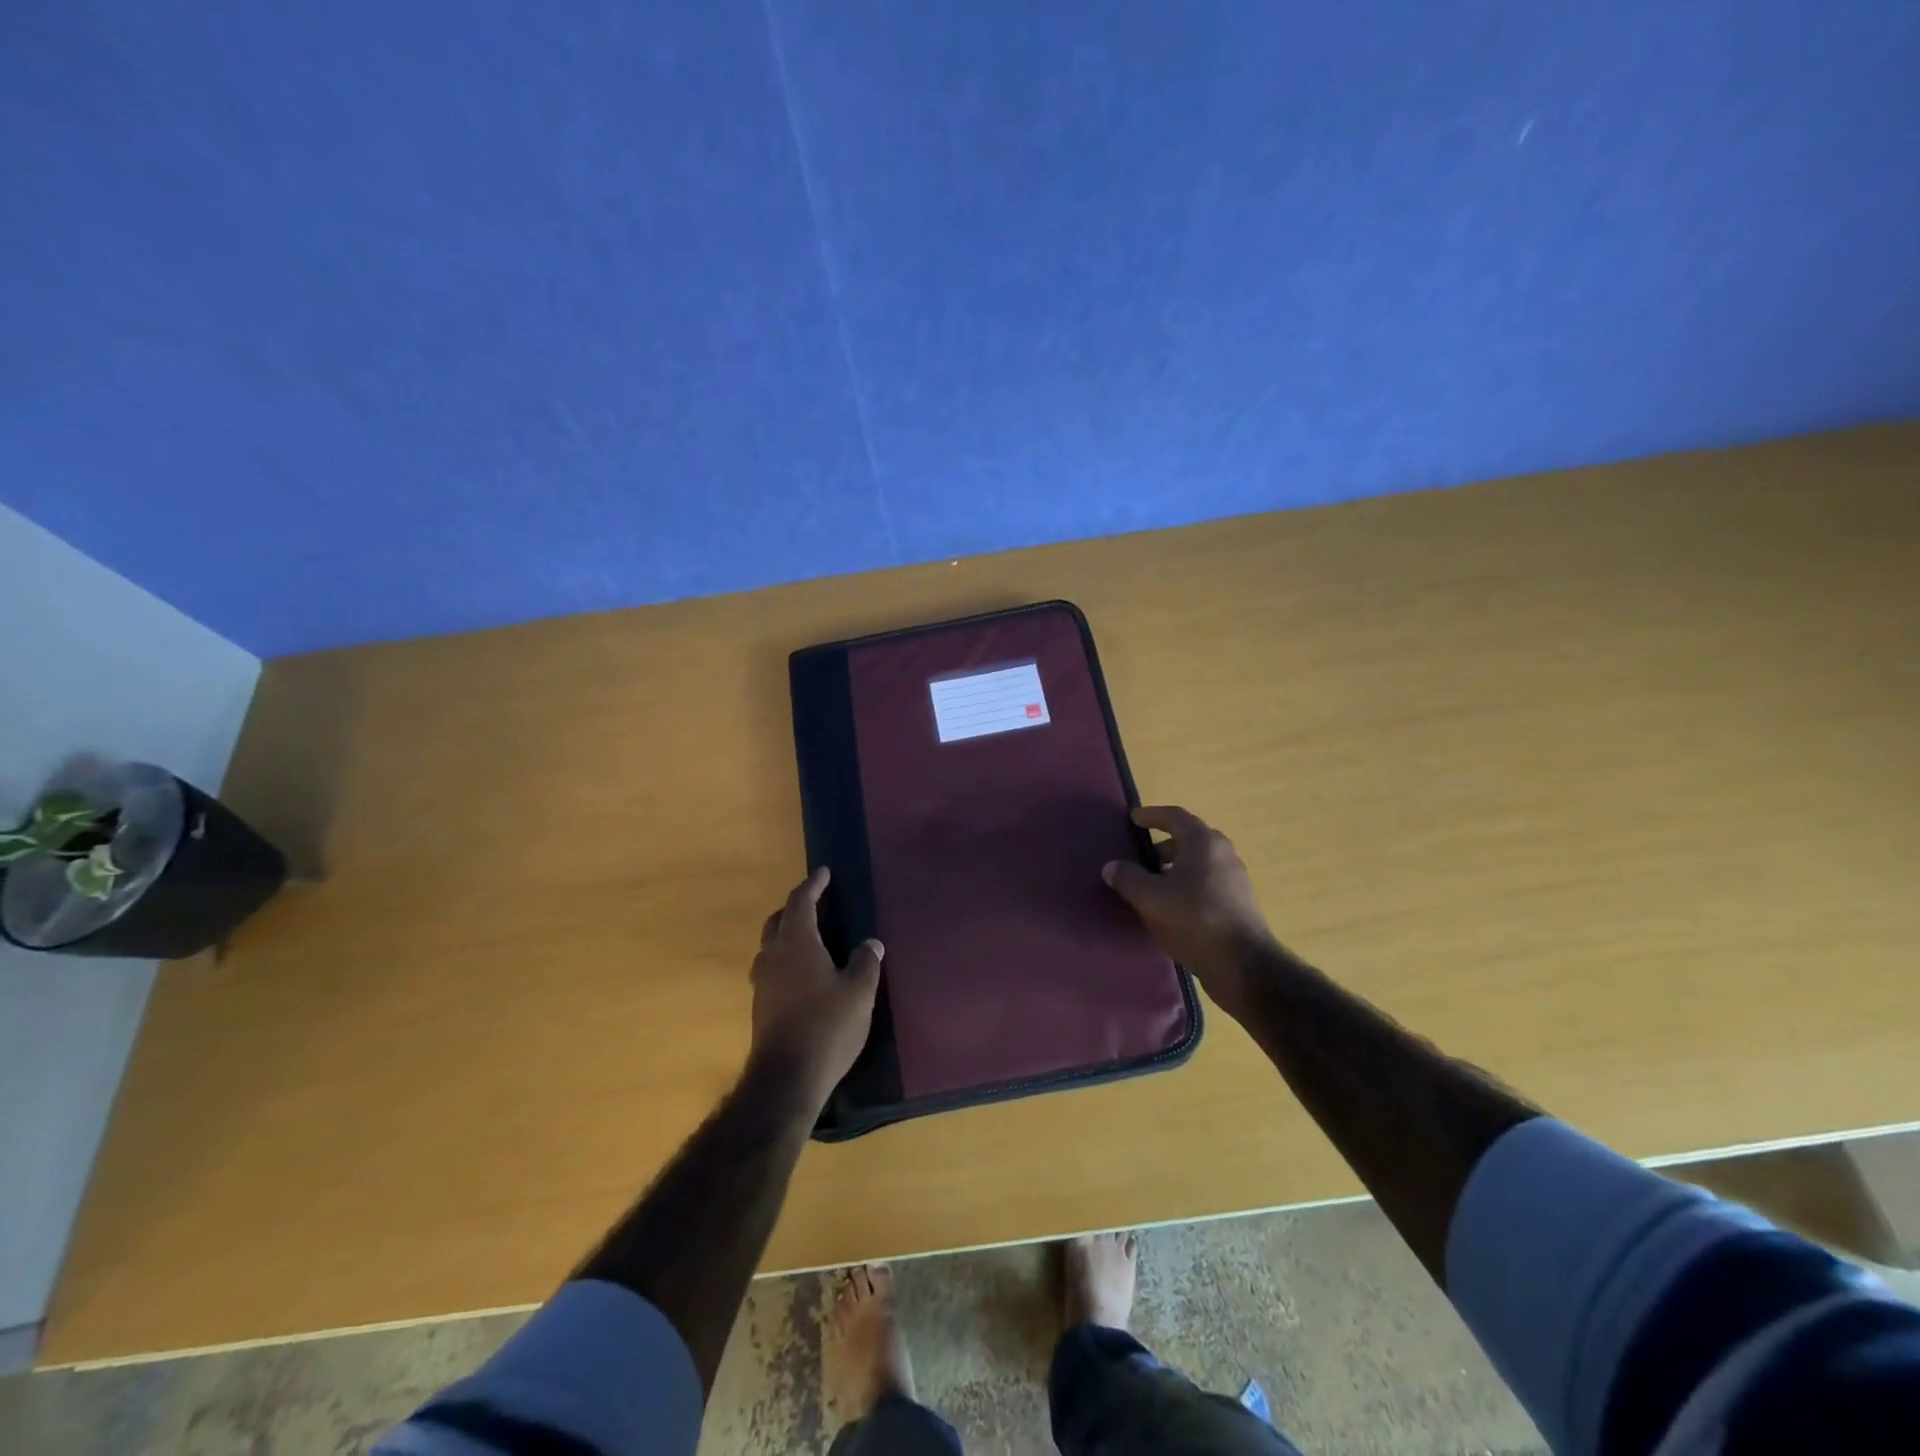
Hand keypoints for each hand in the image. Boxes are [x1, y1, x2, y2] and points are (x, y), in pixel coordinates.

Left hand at [749, 868, 883, 1111]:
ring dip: (785, 934)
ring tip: (807, 938)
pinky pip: (770, 969)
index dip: (813, 885)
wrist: (787, 1079)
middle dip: (794, 907)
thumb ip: (866, 962)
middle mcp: (774, 957)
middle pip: (778, 920)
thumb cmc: (827, 1026)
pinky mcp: (761, 1007)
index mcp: (797, 944)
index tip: (824, 873)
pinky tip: (800, 975)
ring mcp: (763, 983)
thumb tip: (871, 943)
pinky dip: (784, 960)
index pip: (801, 902)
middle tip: (815, 903)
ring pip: (769, 946)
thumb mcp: (859, 992)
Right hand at [1103, 806, 1284, 1021]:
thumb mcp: (1150, 898)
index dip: (1151, 815)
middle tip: (1141, 856)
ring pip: (1199, 862)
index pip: (1174, 816)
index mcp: (1203, 842)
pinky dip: (1188, 884)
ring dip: (1176, 867)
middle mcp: (1223, 853)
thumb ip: (1128, 878)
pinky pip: (1208, 882)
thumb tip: (1112, 867)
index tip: (1133, 819)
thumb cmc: (1194, 919)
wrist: (1244, 965)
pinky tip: (1174, 907)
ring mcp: (1235, 878)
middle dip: (1163, 844)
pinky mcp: (1240, 902)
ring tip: (1153, 885)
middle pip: (1189, 838)